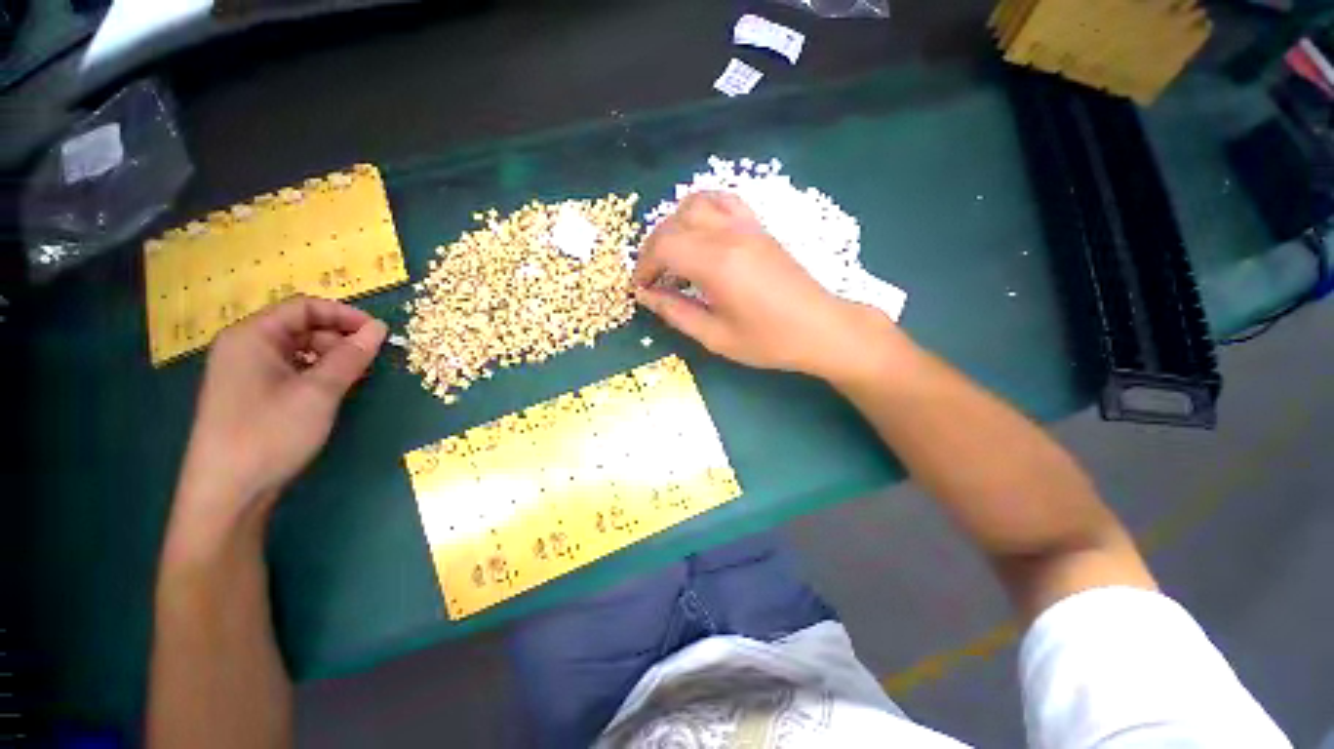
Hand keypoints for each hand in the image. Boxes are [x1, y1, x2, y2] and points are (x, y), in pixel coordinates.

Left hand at [171, 296, 387, 536]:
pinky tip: (333, 392)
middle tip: (371, 361)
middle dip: (339, 339)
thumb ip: (351, 356)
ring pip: (298, 351)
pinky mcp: (251, 395)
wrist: (227, 493)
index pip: (305, 307)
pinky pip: (290, 371)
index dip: (345, 315)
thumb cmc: (270, 433)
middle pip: (301, 327)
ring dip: (331, 359)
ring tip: (356, 379)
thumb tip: (380, 328)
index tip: (380, 333)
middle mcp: (245, 347)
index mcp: (252, 336)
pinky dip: (317, 375)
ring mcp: (245, 372)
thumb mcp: (319, 392)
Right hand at [633, 192, 904, 382]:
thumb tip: (647, 296)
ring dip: (674, 224)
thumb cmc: (768, 340)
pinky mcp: (758, 227)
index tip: (641, 288)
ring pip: (696, 203)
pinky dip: (702, 210)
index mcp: (717, 264)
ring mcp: (747, 226)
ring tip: (671, 253)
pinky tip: (699, 232)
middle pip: (675, 223)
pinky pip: (723, 201)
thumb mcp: (716, 336)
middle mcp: (729, 235)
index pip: (665, 246)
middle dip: (653, 248)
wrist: (820, 328)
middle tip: (652, 276)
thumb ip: (676, 313)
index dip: (645, 265)